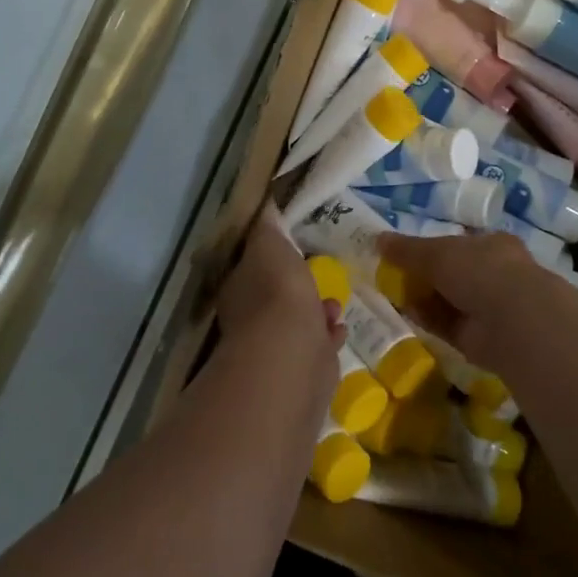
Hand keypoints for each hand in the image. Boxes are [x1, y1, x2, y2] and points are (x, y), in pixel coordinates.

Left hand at [216, 207, 343, 359]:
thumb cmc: (277, 292)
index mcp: (238, 289)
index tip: (289, 247)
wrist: (293, 354)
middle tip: (316, 275)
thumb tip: (265, 206)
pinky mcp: (303, 370)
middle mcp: (250, 320)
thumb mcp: (270, 245)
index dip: (269, 257)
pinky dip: (327, 336)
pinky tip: (339, 327)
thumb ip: (269, 228)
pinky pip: (317, 347)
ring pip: (298, 323)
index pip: (250, 268)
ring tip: (334, 304)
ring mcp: (276, 348)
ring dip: (316, 312)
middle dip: (297, 287)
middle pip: (275, 298)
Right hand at [376, 231, 577, 373]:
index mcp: (491, 245)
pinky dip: (429, 321)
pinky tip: (408, 316)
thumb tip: (377, 239)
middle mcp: (495, 274)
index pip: (458, 244)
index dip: (431, 248)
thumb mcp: (436, 253)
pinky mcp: (482, 337)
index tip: (404, 254)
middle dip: (425, 276)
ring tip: (393, 296)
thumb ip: (406, 249)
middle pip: (452, 274)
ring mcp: (491, 308)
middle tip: (393, 277)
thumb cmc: (479, 271)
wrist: (514, 322)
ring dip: (424, 299)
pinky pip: (448, 325)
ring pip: (449, 301)